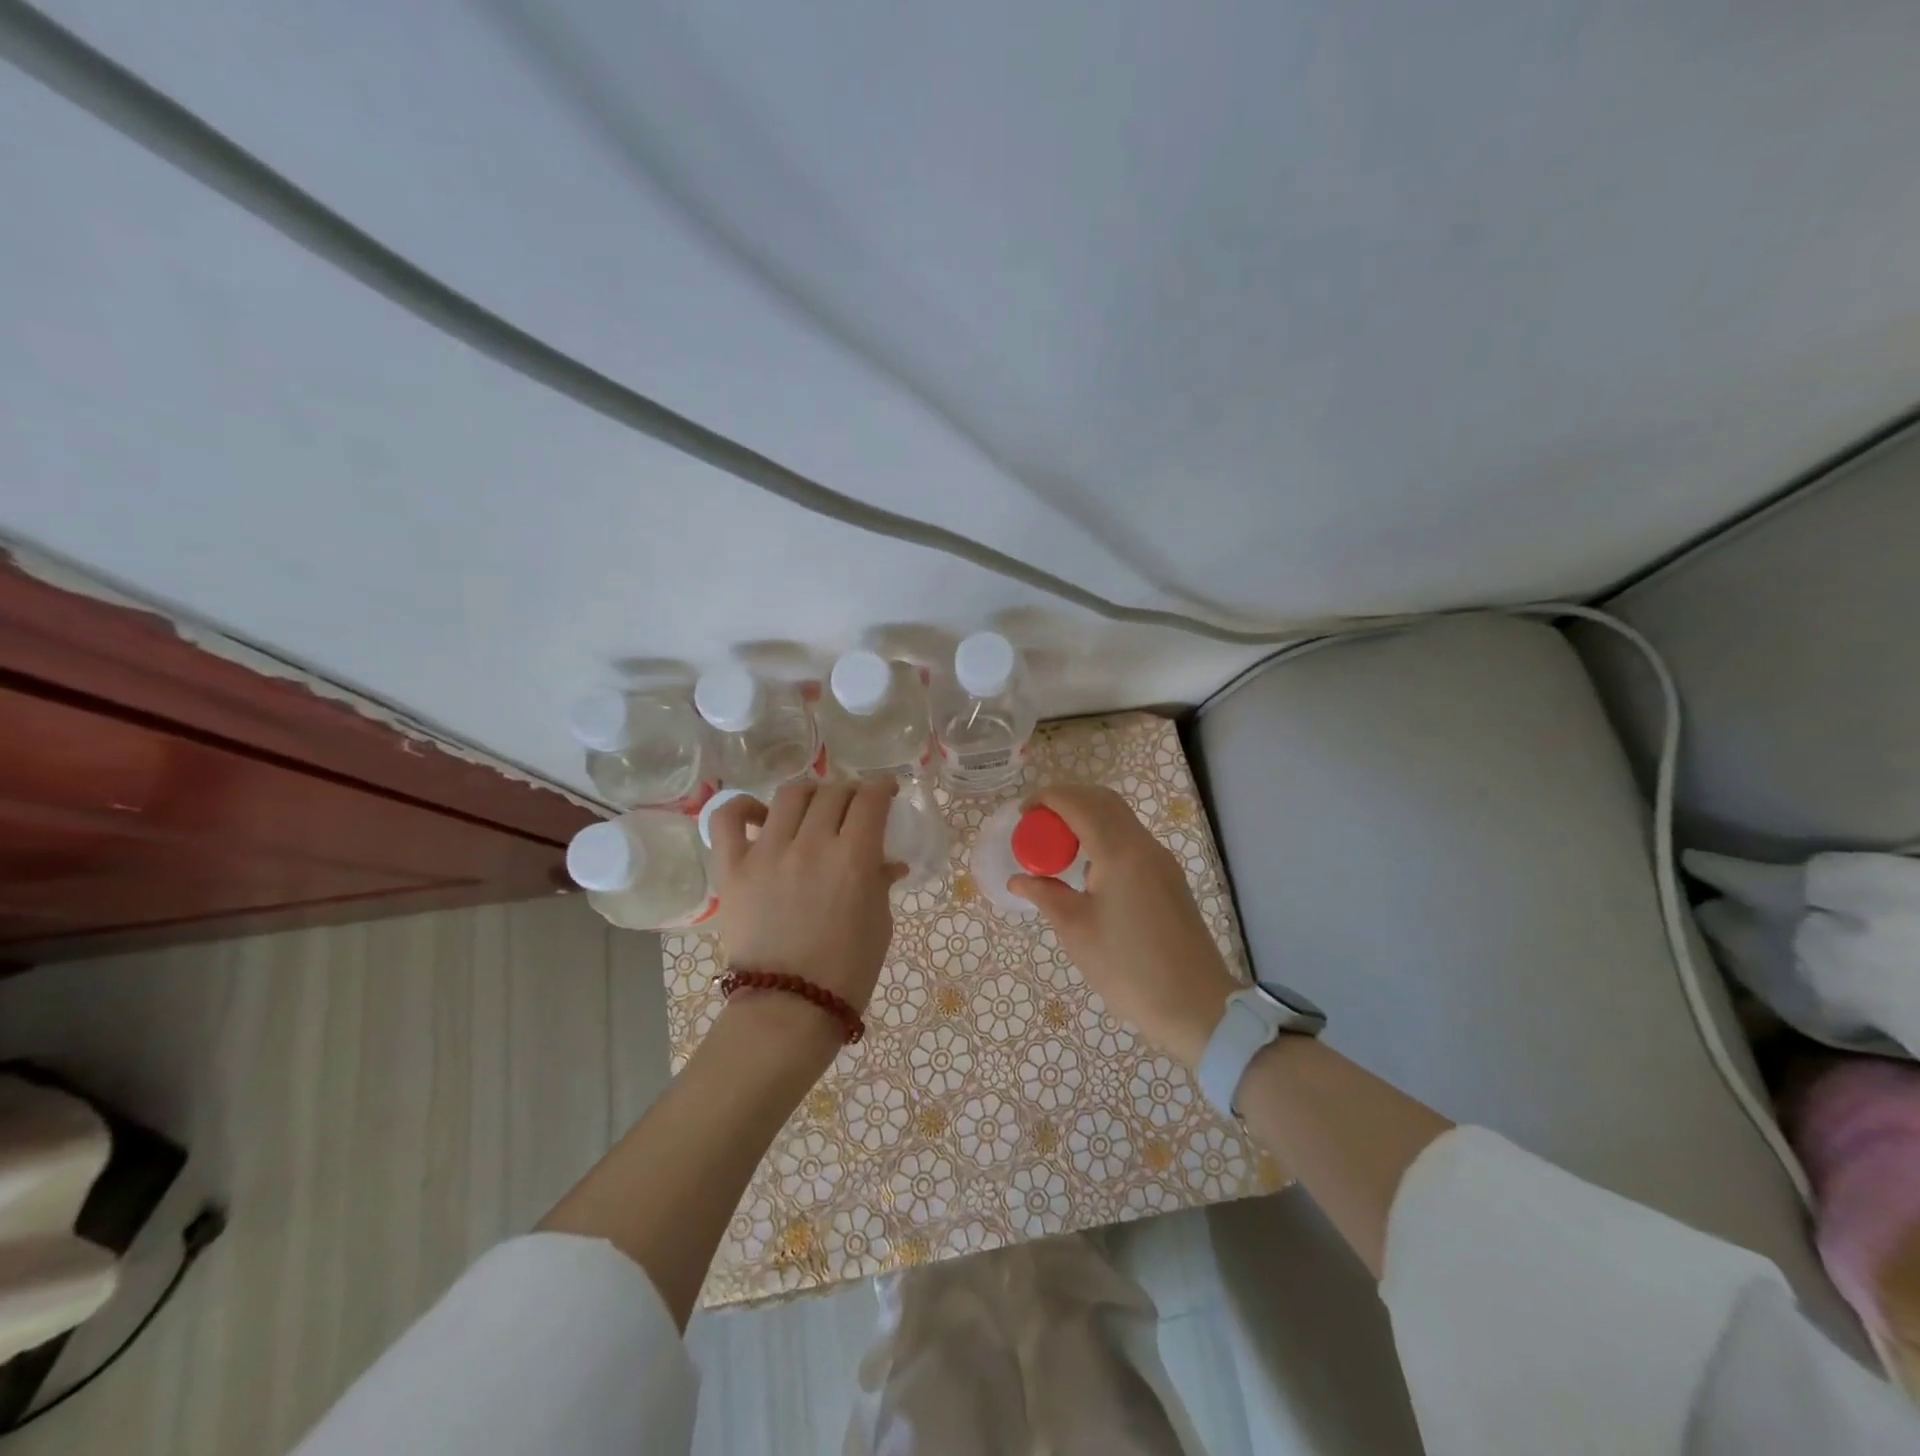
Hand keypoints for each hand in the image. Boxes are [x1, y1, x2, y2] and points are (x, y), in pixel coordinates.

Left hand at [707, 779, 907, 1043]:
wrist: (789, 1010)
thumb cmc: (847, 972)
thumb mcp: (879, 925)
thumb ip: (881, 883)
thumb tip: (888, 863)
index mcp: (854, 858)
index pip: (871, 799)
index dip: (883, 787)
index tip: (887, 792)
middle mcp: (811, 844)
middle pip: (834, 792)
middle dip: (851, 792)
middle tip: (854, 807)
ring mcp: (767, 853)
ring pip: (790, 795)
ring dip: (810, 793)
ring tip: (814, 807)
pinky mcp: (733, 869)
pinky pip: (729, 820)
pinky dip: (744, 807)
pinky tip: (761, 816)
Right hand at [1009, 786, 1238, 1067]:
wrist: (1195, 1005)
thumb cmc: (1127, 967)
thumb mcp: (1076, 930)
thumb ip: (1045, 894)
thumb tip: (1018, 878)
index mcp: (1119, 851)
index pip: (1078, 803)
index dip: (1046, 799)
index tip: (1021, 816)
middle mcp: (1144, 845)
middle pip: (1102, 800)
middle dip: (1066, 801)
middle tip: (1037, 825)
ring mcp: (1161, 861)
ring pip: (1120, 818)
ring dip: (1086, 819)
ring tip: (1057, 847)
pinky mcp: (1168, 878)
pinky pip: (1131, 840)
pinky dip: (1103, 837)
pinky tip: (1086, 870)